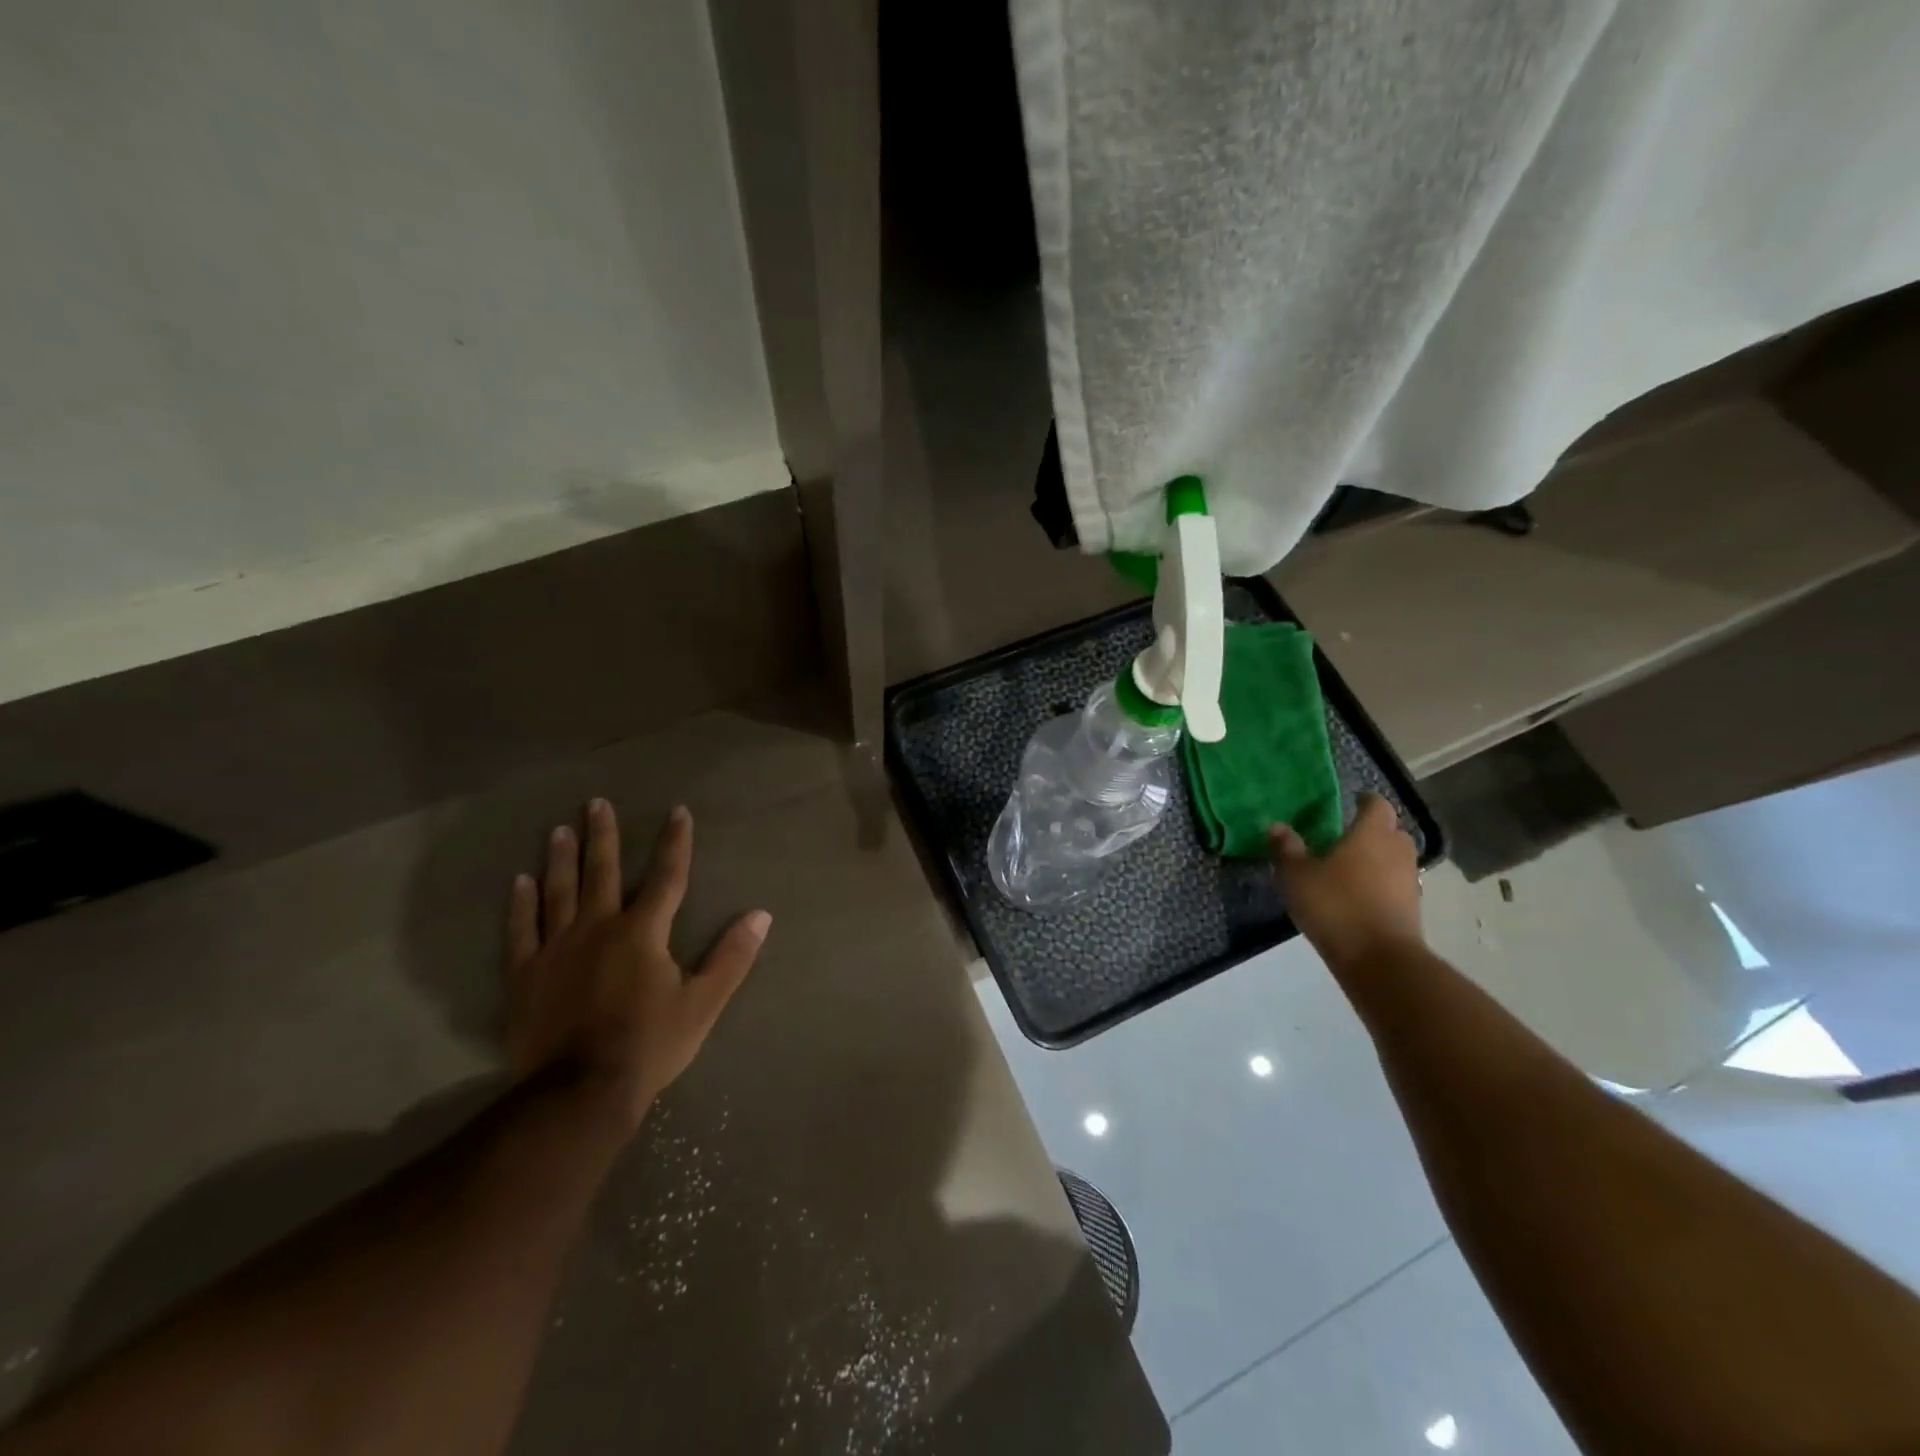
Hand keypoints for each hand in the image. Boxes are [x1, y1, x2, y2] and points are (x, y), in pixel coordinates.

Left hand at [505, 799, 768, 1127]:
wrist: (579, 1093)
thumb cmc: (649, 1045)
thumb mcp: (703, 1003)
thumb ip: (732, 956)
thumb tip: (761, 915)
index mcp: (643, 932)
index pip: (666, 877)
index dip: (675, 843)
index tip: (677, 812)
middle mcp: (598, 928)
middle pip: (601, 872)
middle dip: (603, 836)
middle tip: (595, 803)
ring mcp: (557, 949)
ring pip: (559, 893)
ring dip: (561, 859)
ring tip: (559, 830)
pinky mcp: (526, 975)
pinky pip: (522, 931)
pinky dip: (521, 905)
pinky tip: (519, 883)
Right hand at [1270, 793, 1422, 970]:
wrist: (1379, 960)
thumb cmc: (1335, 905)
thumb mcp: (1297, 875)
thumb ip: (1286, 848)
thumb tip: (1276, 826)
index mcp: (1371, 834)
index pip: (1376, 804)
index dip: (1363, 800)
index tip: (1348, 802)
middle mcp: (1396, 851)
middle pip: (1391, 831)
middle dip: (1372, 830)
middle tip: (1344, 837)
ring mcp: (1409, 881)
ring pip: (1395, 859)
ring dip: (1377, 859)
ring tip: (1348, 869)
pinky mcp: (1412, 909)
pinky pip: (1395, 885)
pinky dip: (1380, 885)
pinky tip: (1358, 897)